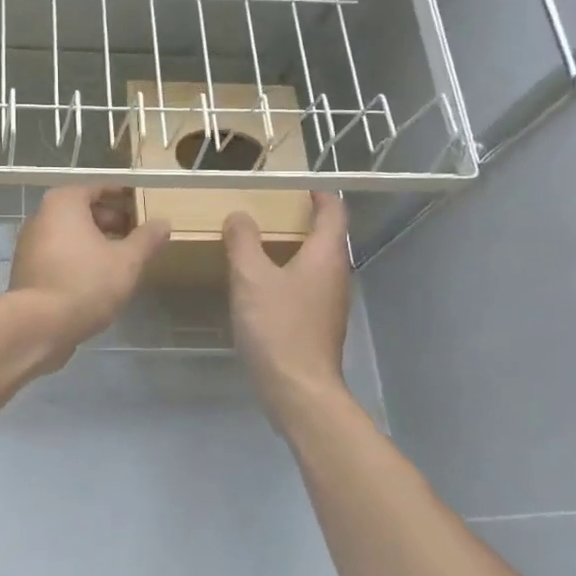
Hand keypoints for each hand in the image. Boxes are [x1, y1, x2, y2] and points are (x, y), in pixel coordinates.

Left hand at [9, 187, 169, 370]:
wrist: (39, 325)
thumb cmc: (85, 282)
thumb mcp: (126, 261)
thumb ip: (146, 239)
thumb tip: (163, 223)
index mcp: (63, 203)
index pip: (99, 188)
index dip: (124, 196)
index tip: (143, 205)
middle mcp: (41, 216)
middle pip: (82, 210)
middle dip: (111, 220)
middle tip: (137, 234)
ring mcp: (30, 244)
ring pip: (70, 235)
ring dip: (95, 242)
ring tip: (123, 257)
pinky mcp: (28, 270)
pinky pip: (59, 254)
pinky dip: (79, 258)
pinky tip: (99, 277)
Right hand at [225, 191, 352, 429]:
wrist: (298, 390)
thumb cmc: (278, 327)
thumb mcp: (250, 278)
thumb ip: (243, 242)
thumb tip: (239, 216)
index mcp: (326, 256)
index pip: (334, 212)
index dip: (320, 194)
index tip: (300, 185)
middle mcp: (336, 275)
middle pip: (327, 238)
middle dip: (303, 222)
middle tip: (270, 212)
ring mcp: (330, 304)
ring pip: (316, 265)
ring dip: (294, 250)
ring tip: (261, 246)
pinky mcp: (319, 326)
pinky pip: (306, 288)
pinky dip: (289, 277)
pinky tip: (262, 288)